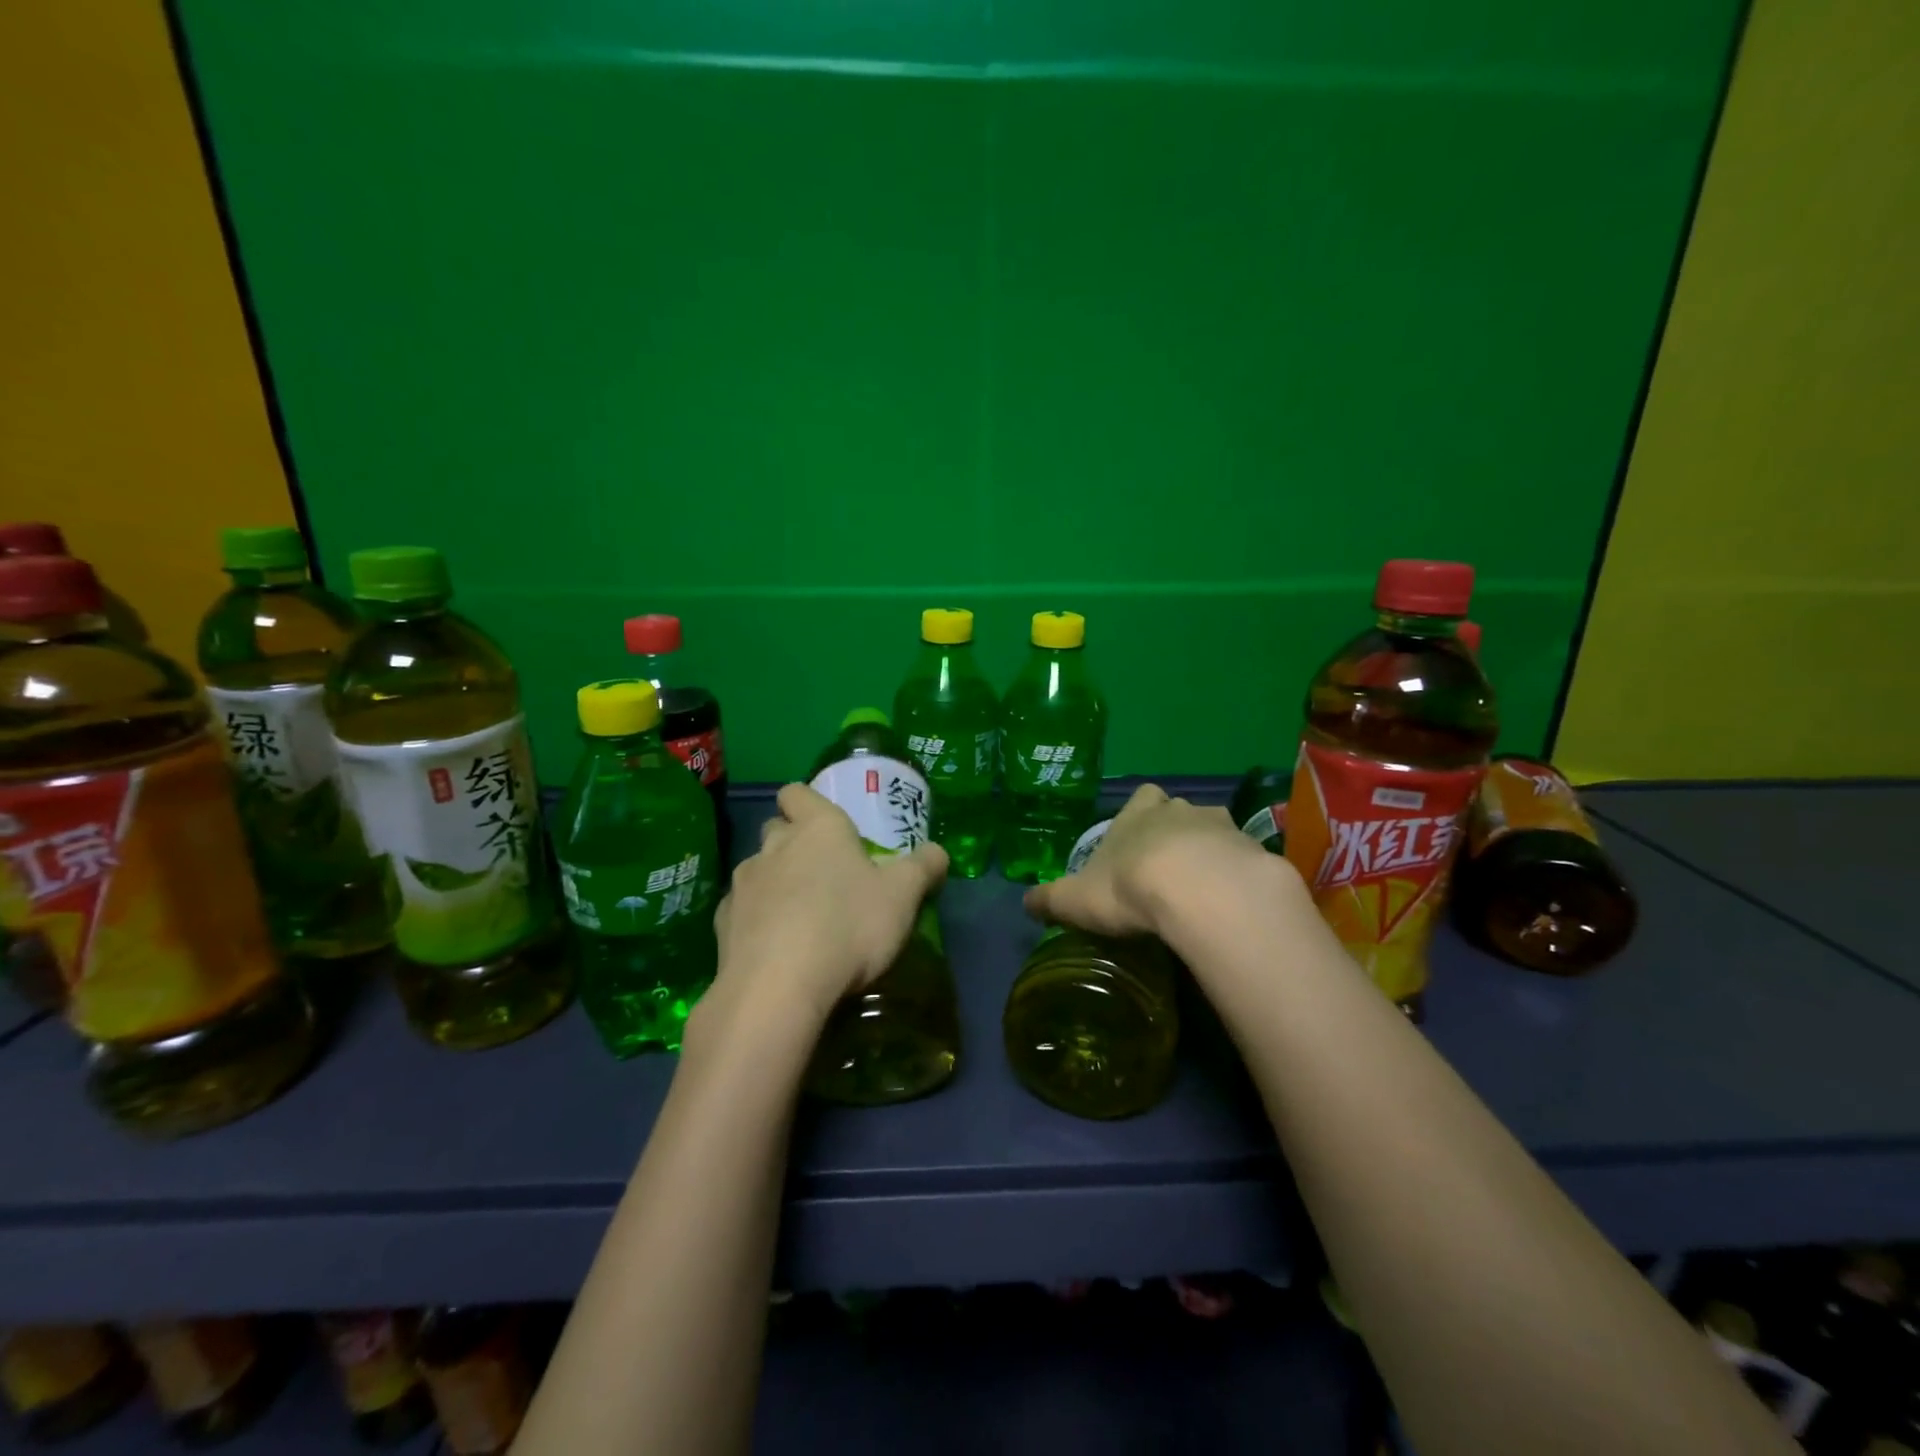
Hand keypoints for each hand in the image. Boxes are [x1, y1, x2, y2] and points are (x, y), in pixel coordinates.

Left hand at [707, 782, 949, 1027]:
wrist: (777, 988)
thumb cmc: (848, 926)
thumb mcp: (903, 897)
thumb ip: (923, 868)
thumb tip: (938, 852)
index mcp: (817, 828)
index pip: (797, 793)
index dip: (807, 802)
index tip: (824, 823)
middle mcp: (774, 847)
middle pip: (778, 830)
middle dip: (795, 844)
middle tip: (825, 874)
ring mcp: (743, 885)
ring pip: (758, 872)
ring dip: (776, 885)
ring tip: (801, 919)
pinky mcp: (722, 926)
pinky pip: (742, 912)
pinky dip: (757, 923)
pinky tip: (776, 950)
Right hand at [1023, 783, 1299, 941]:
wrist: (1199, 891)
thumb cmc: (1128, 885)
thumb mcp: (1076, 899)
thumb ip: (1050, 899)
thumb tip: (1025, 902)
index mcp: (1138, 812)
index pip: (1141, 796)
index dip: (1139, 813)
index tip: (1136, 836)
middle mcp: (1181, 810)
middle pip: (1180, 810)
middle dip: (1175, 831)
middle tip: (1168, 868)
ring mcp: (1222, 827)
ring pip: (1216, 830)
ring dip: (1210, 851)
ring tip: (1203, 888)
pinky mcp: (1254, 852)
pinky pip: (1245, 860)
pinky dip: (1238, 878)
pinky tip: (1230, 904)